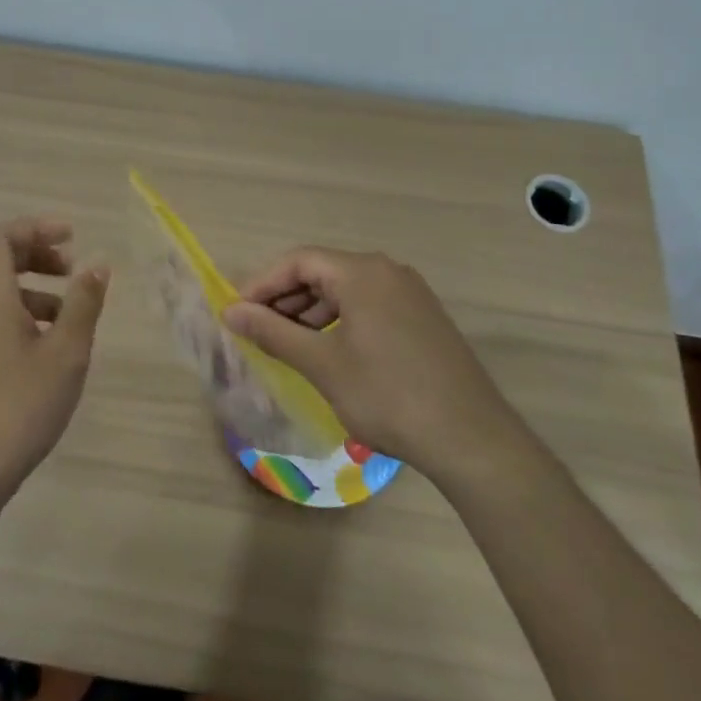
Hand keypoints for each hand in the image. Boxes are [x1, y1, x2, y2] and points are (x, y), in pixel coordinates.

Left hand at [0, 217, 109, 500]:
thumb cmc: (18, 406)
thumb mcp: (65, 353)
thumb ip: (84, 304)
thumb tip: (97, 264)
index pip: (0, 237)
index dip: (35, 227)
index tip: (72, 237)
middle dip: (33, 251)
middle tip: (68, 265)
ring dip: (29, 285)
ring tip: (68, 311)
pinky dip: (18, 311)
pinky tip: (47, 345)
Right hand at [222, 247, 515, 476]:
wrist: (471, 438)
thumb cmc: (387, 396)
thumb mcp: (322, 364)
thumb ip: (273, 332)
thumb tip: (230, 312)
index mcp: (363, 272)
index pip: (298, 261)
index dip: (262, 284)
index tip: (237, 314)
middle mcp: (388, 271)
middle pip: (322, 272)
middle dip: (285, 299)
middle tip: (257, 331)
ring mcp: (410, 294)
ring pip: (346, 291)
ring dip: (311, 313)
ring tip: (287, 346)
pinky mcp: (422, 318)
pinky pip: (368, 306)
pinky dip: (339, 322)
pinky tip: (327, 353)